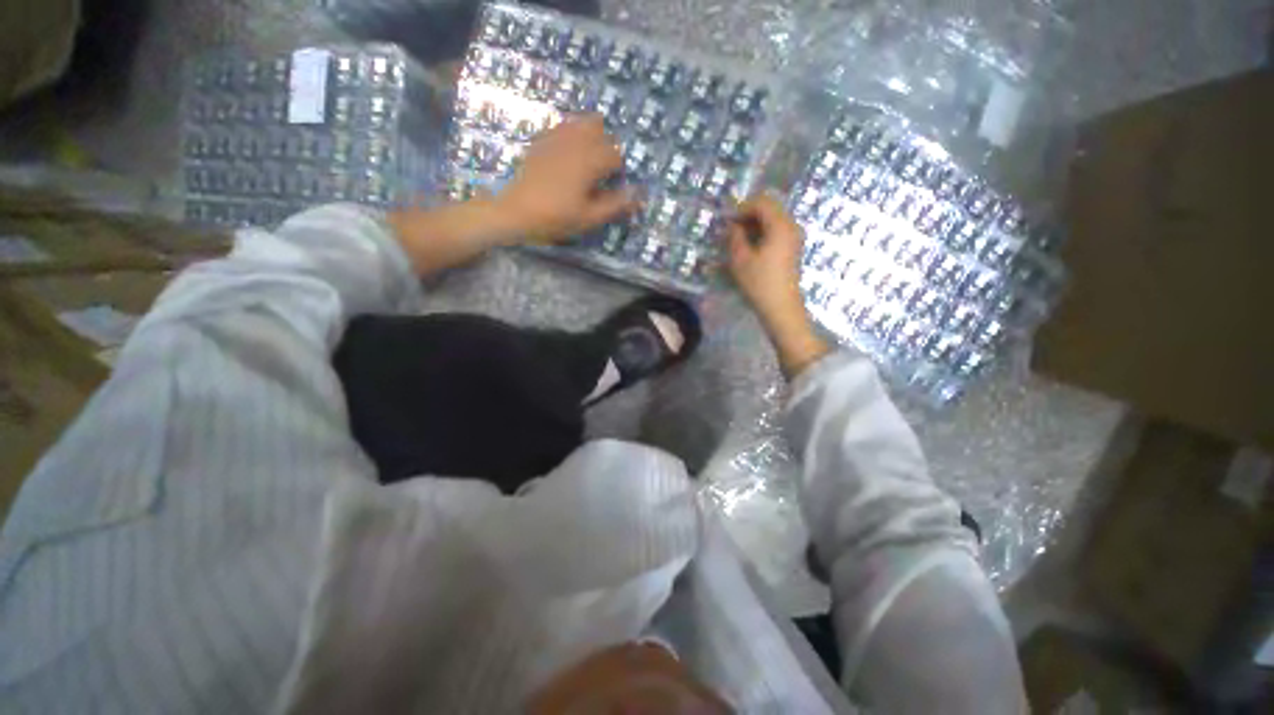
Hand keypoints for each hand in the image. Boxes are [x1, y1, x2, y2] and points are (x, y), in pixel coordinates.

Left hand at [496, 114, 638, 241]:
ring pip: (580, 121)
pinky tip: (569, 150)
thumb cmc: (556, 217)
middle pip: (600, 129)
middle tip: (602, 169)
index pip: (615, 154)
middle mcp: (575, 143)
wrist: (517, 212)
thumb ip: (615, 205)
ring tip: (588, 155)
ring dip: (590, 133)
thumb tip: (639, 195)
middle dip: (606, 145)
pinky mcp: (541, 141)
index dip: (618, 168)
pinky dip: (571, 133)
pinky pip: (561, 126)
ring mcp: (556, 138)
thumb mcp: (589, 217)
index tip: (613, 183)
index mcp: (590, 161)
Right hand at [726, 194, 829, 376]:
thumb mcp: (740, 259)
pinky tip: (750, 248)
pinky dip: (762, 234)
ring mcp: (794, 237)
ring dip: (754, 225)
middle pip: (769, 208)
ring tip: (738, 241)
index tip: (727, 222)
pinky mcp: (792, 248)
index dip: (742, 208)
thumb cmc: (760, 283)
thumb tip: (733, 226)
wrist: (781, 307)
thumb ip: (734, 237)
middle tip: (731, 231)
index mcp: (780, 225)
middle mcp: (791, 226)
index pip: (761, 202)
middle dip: (748, 215)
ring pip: (772, 220)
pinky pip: (776, 231)